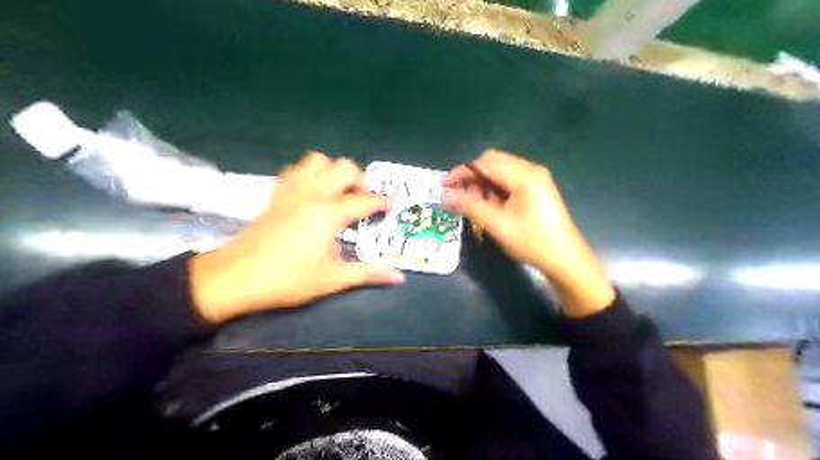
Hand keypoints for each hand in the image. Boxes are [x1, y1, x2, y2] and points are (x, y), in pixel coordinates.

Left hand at [187, 153, 402, 320]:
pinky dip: (311, 173)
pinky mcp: (276, 193)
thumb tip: (399, 278)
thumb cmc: (288, 279)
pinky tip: (313, 193)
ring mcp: (292, 189)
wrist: (236, 277)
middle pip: (345, 167)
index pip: (365, 200)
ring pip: (319, 160)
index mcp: (329, 213)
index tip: (390, 207)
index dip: (382, 202)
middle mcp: (313, 193)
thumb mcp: (333, 279)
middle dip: (361, 180)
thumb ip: (368, 274)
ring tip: (339, 193)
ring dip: (334, 171)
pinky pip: (297, 169)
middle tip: (363, 201)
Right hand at [446, 150, 610, 313]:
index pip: (484, 163)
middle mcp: (530, 170)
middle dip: (472, 177)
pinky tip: (491, 206)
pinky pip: (510, 181)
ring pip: (500, 171)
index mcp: (523, 175)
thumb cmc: (531, 241)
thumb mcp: (497, 224)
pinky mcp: (537, 189)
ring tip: (474, 205)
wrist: (565, 259)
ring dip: (483, 183)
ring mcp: (536, 179)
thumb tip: (444, 195)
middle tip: (459, 196)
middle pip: (493, 162)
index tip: (444, 186)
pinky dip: (495, 189)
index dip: (462, 172)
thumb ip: (470, 205)